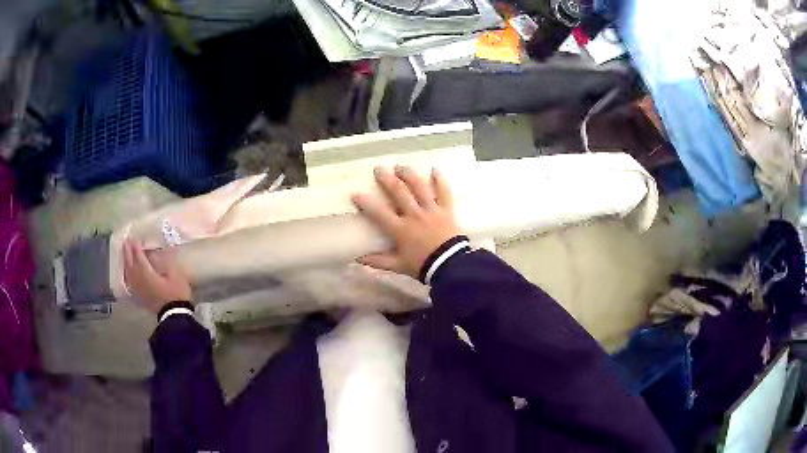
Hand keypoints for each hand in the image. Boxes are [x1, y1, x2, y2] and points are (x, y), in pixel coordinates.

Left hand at [123, 239, 191, 312]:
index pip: (139, 256)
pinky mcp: (140, 297)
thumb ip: (165, 262)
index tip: (135, 238)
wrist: (175, 315)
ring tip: (125, 254)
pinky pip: (130, 283)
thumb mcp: (175, 274)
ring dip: (126, 262)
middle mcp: (139, 279)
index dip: (136, 247)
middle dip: (128, 252)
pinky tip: (127, 273)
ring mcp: (138, 289)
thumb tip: (156, 253)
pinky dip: (127, 276)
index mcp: (147, 272)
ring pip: (128, 273)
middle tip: (126, 242)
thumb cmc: (176, 293)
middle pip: (131, 263)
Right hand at [352, 166, 462, 278]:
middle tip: (379, 168)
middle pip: (399, 192)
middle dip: (387, 179)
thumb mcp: (398, 266)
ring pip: (419, 187)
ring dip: (409, 175)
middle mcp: (414, 215)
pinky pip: (444, 192)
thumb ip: (378, 261)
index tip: (355, 193)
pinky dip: (440, 180)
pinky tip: (435, 169)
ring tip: (401, 166)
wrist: (451, 266)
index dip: (366, 203)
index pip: (379, 213)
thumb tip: (358, 259)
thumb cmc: (423, 265)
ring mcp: (431, 210)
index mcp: (400, 229)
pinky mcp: (447, 210)